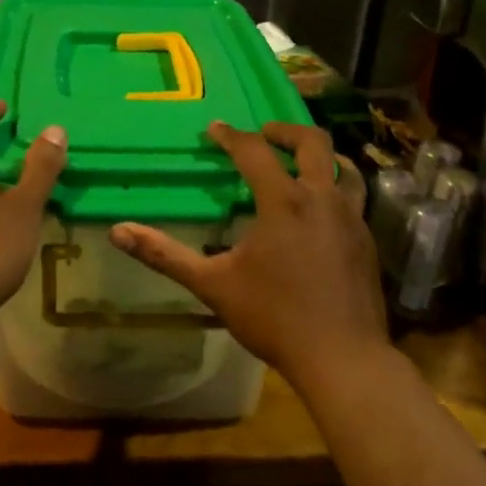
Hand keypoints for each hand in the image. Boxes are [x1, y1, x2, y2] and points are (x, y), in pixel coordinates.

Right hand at [109, 121, 387, 387]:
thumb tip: (118, 232)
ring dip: (320, 157)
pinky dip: (335, 188)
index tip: (214, 129)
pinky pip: (354, 198)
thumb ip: (165, 255)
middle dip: (285, 131)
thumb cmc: (273, 317)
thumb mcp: (212, 285)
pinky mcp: (367, 241)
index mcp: (284, 202)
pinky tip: (320, 212)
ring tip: (300, 163)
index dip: (231, 136)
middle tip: (264, 133)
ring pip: (343, 168)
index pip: (255, 152)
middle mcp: (322, 199)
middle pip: (312, 143)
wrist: (342, 357)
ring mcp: (352, 219)